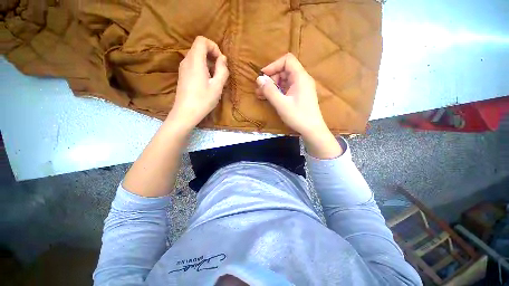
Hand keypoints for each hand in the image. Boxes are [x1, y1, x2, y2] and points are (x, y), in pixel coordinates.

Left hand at [168, 36, 228, 130]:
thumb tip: (223, 59)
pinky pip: (193, 65)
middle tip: (220, 71)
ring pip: (196, 56)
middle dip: (212, 55)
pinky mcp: (182, 75)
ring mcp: (183, 68)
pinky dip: (202, 68)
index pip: (202, 41)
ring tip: (215, 78)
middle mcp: (187, 61)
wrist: (185, 113)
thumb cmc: (203, 100)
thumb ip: (222, 70)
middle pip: (199, 48)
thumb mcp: (217, 86)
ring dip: (208, 63)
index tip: (220, 61)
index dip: (213, 47)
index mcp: (195, 61)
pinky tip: (207, 82)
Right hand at [256, 53, 342, 157]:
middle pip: (284, 71)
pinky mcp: (300, 95)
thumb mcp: (281, 104)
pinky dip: (278, 91)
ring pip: (285, 80)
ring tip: (261, 95)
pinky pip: (287, 88)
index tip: (263, 76)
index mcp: (300, 77)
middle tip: (260, 89)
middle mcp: (302, 79)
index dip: (273, 65)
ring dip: (272, 86)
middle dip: (271, 78)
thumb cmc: (298, 116)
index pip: (287, 60)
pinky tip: (269, 98)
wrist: (312, 130)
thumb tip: (259, 79)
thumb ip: (269, 91)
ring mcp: (301, 88)